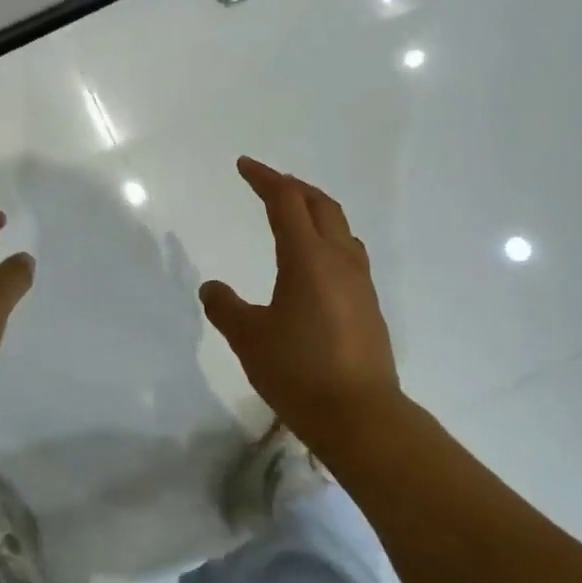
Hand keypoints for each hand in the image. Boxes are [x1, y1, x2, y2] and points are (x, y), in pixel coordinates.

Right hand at [200, 158, 400, 442]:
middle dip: (293, 187)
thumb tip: (212, 288)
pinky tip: (316, 262)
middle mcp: (339, 261)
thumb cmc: (299, 371)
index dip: (264, 179)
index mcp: (307, 258)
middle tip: (268, 183)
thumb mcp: (249, 338)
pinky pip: (349, 254)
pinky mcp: (369, 306)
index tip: (244, 166)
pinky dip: (328, 239)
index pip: (286, 202)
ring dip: (316, 211)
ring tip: (294, 216)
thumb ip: (226, 307)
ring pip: (340, 228)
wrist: (360, 416)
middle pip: (320, 205)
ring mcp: (360, 283)